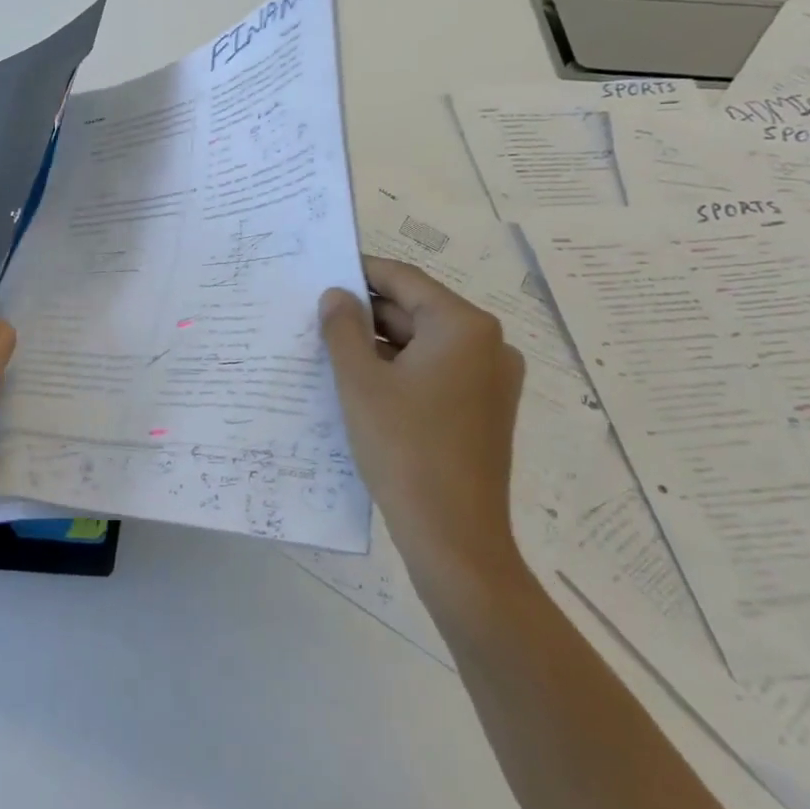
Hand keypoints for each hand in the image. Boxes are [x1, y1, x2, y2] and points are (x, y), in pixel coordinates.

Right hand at [319, 255, 526, 578]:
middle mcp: (488, 344)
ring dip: (381, 344)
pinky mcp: (485, 409)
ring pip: (425, 344)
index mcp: (464, 327)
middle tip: (317, 316)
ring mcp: (492, 379)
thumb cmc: (405, 448)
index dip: (361, 272)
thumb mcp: (360, 383)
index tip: (322, 273)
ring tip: (332, 349)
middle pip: (417, 311)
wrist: (454, 536)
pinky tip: (363, 383)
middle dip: (367, 314)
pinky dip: (401, 370)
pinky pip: (437, 372)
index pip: (405, 280)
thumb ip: (342, 329)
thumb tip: (336, 295)